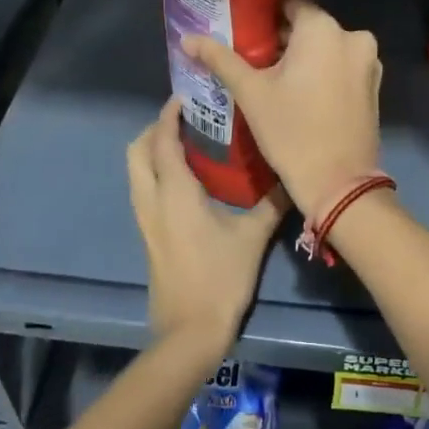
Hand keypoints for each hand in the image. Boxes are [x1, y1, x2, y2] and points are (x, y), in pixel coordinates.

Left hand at [127, 99, 284, 359]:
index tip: (187, 96)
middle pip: (136, 151)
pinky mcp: (148, 236)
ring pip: (135, 171)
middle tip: (186, 120)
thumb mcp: (252, 238)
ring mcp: (145, 220)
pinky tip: (186, 180)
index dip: (169, 114)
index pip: (161, 140)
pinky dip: (155, 172)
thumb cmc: (220, 279)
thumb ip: (272, 204)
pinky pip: (143, 190)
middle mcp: (151, 200)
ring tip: (187, 144)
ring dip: (152, 151)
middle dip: (154, 129)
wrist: (188, 332)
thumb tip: (293, 177)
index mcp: (173, 192)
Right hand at [185, 0, 381, 217]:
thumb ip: (220, 59)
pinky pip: (341, 67)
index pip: (290, 5)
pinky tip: (300, 95)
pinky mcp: (373, 86)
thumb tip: (187, 38)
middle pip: (309, 27)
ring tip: (273, 79)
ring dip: (303, 58)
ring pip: (327, 49)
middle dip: (282, 40)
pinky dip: (322, 73)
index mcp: (324, 29)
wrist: (338, 183)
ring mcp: (369, 63)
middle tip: (252, 59)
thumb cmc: (291, 131)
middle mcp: (353, 37)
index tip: (244, 32)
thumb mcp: (250, 93)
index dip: (265, 17)